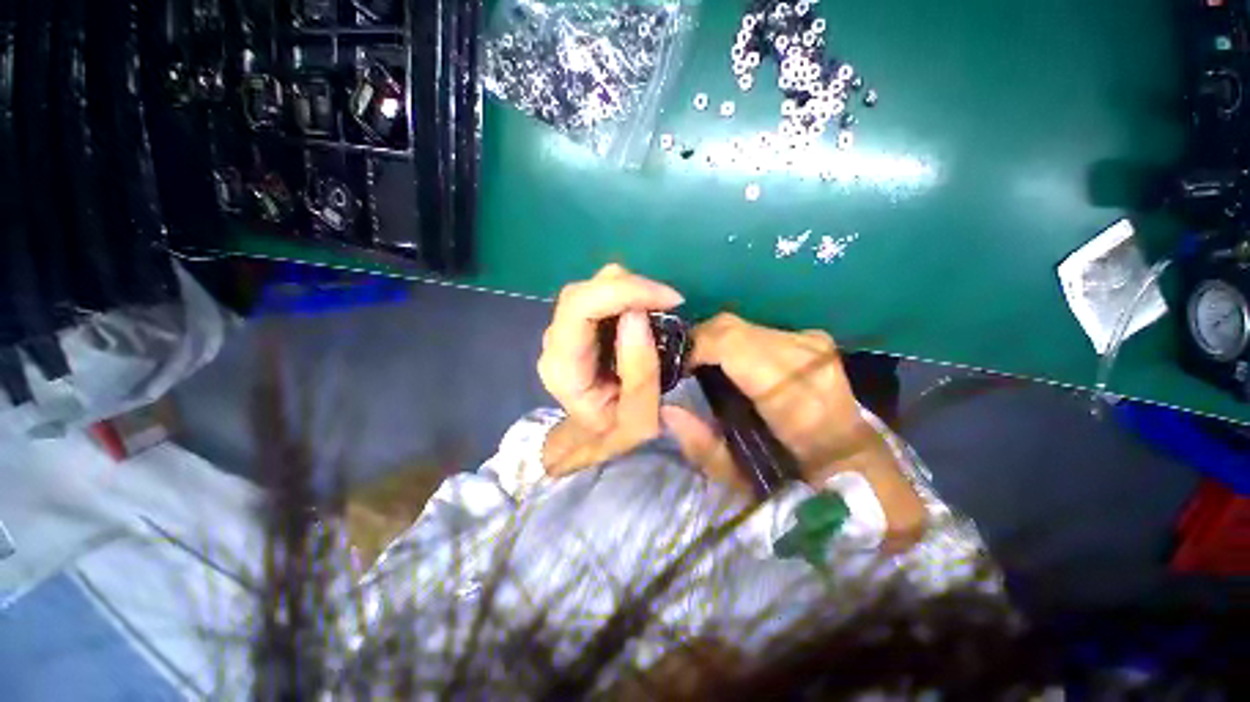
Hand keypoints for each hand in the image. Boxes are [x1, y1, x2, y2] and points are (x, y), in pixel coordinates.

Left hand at [538, 265, 683, 474]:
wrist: (596, 437)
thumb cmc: (617, 432)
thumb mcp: (641, 416)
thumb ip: (640, 370)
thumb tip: (637, 313)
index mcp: (563, 366)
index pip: (580, 307)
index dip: (625, 291)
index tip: (669, 300)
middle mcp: (554, 342)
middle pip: (584, 291)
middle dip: (631, 288)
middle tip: (668, 303)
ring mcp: (561, 331)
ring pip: (591, 288)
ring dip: (630, 290)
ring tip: (659, 308)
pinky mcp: (574, 325)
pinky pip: (598, 296)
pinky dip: (626, 295)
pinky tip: (645, 311)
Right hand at [663, 313, 926, 542]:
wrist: (857, 465)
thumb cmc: (801, 482)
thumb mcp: (744, 481)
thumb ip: (703, 446)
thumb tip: (667, 410)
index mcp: (795, 395)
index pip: (733, 344)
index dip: (695, 347)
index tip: (673, 366)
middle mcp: (806, 357)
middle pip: (732, 326)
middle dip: (697, 341)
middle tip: (681, 366)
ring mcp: (813, 343)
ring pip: (742, 324)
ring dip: (714, 341)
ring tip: (700, 365)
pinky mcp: (813, 339)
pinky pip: (757, 329)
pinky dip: (733, 341)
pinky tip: (726, 361)